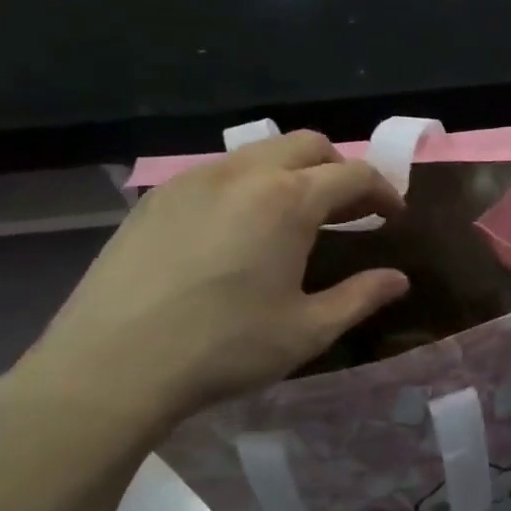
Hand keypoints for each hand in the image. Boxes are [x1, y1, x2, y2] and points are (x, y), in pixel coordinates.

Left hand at [0, 132, 408, 455]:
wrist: (112, 365)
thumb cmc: (224, 348)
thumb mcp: (307, 330)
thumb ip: (360, 297)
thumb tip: (398, 279)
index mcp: (287, 200)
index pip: (353, 175)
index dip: (383, 191)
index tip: (394, 216)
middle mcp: (243, 174)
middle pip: (308, 145)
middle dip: (339, 169)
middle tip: (349, 211)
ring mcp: (193, 179)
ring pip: (259, 153)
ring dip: (292, 172)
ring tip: (295, 218)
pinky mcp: (157, 197)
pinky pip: (218, 172)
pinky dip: (248, 185)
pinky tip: (239, 230)